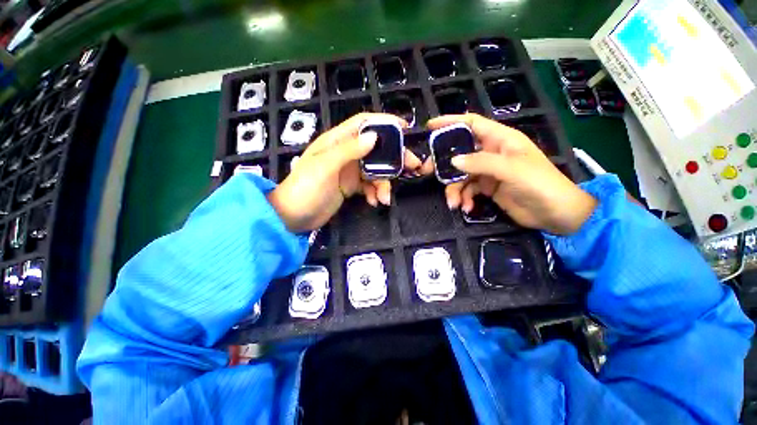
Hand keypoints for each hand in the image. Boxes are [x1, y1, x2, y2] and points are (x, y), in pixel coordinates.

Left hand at [268, 113, 422, 231]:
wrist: (293, 217)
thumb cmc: (305, 189)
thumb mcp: (324, 167)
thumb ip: (348, 150)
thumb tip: (374, 137)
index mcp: (337, 141)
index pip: (363, 124)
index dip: (384, 122)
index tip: (405, 128)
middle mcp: (346, 153)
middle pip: (376, 149)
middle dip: (394, 158)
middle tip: (412, 167)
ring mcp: (350, 171)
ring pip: (376, 170)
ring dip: (384, 183)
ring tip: (385, 198)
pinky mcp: (351, 187)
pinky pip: (370, 186)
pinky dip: (375, 193)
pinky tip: (374, 202)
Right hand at [429, 114, 596, 234]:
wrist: (555, 214)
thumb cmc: (540, 184)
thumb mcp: (511, 170)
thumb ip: (481, 163)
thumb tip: (453, 161)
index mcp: (500, 139)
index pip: (471, 123)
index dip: (450, 122)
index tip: (430, 126)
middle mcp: (491, 153)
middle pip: (460, 152)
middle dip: (444, 163)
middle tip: (426, 172)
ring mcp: (488, 171)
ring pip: (461, 175)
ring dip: (454, 189)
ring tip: (454, 203)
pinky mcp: (487, 187)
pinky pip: (468, 190)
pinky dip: (464, 198)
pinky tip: (467, 208)